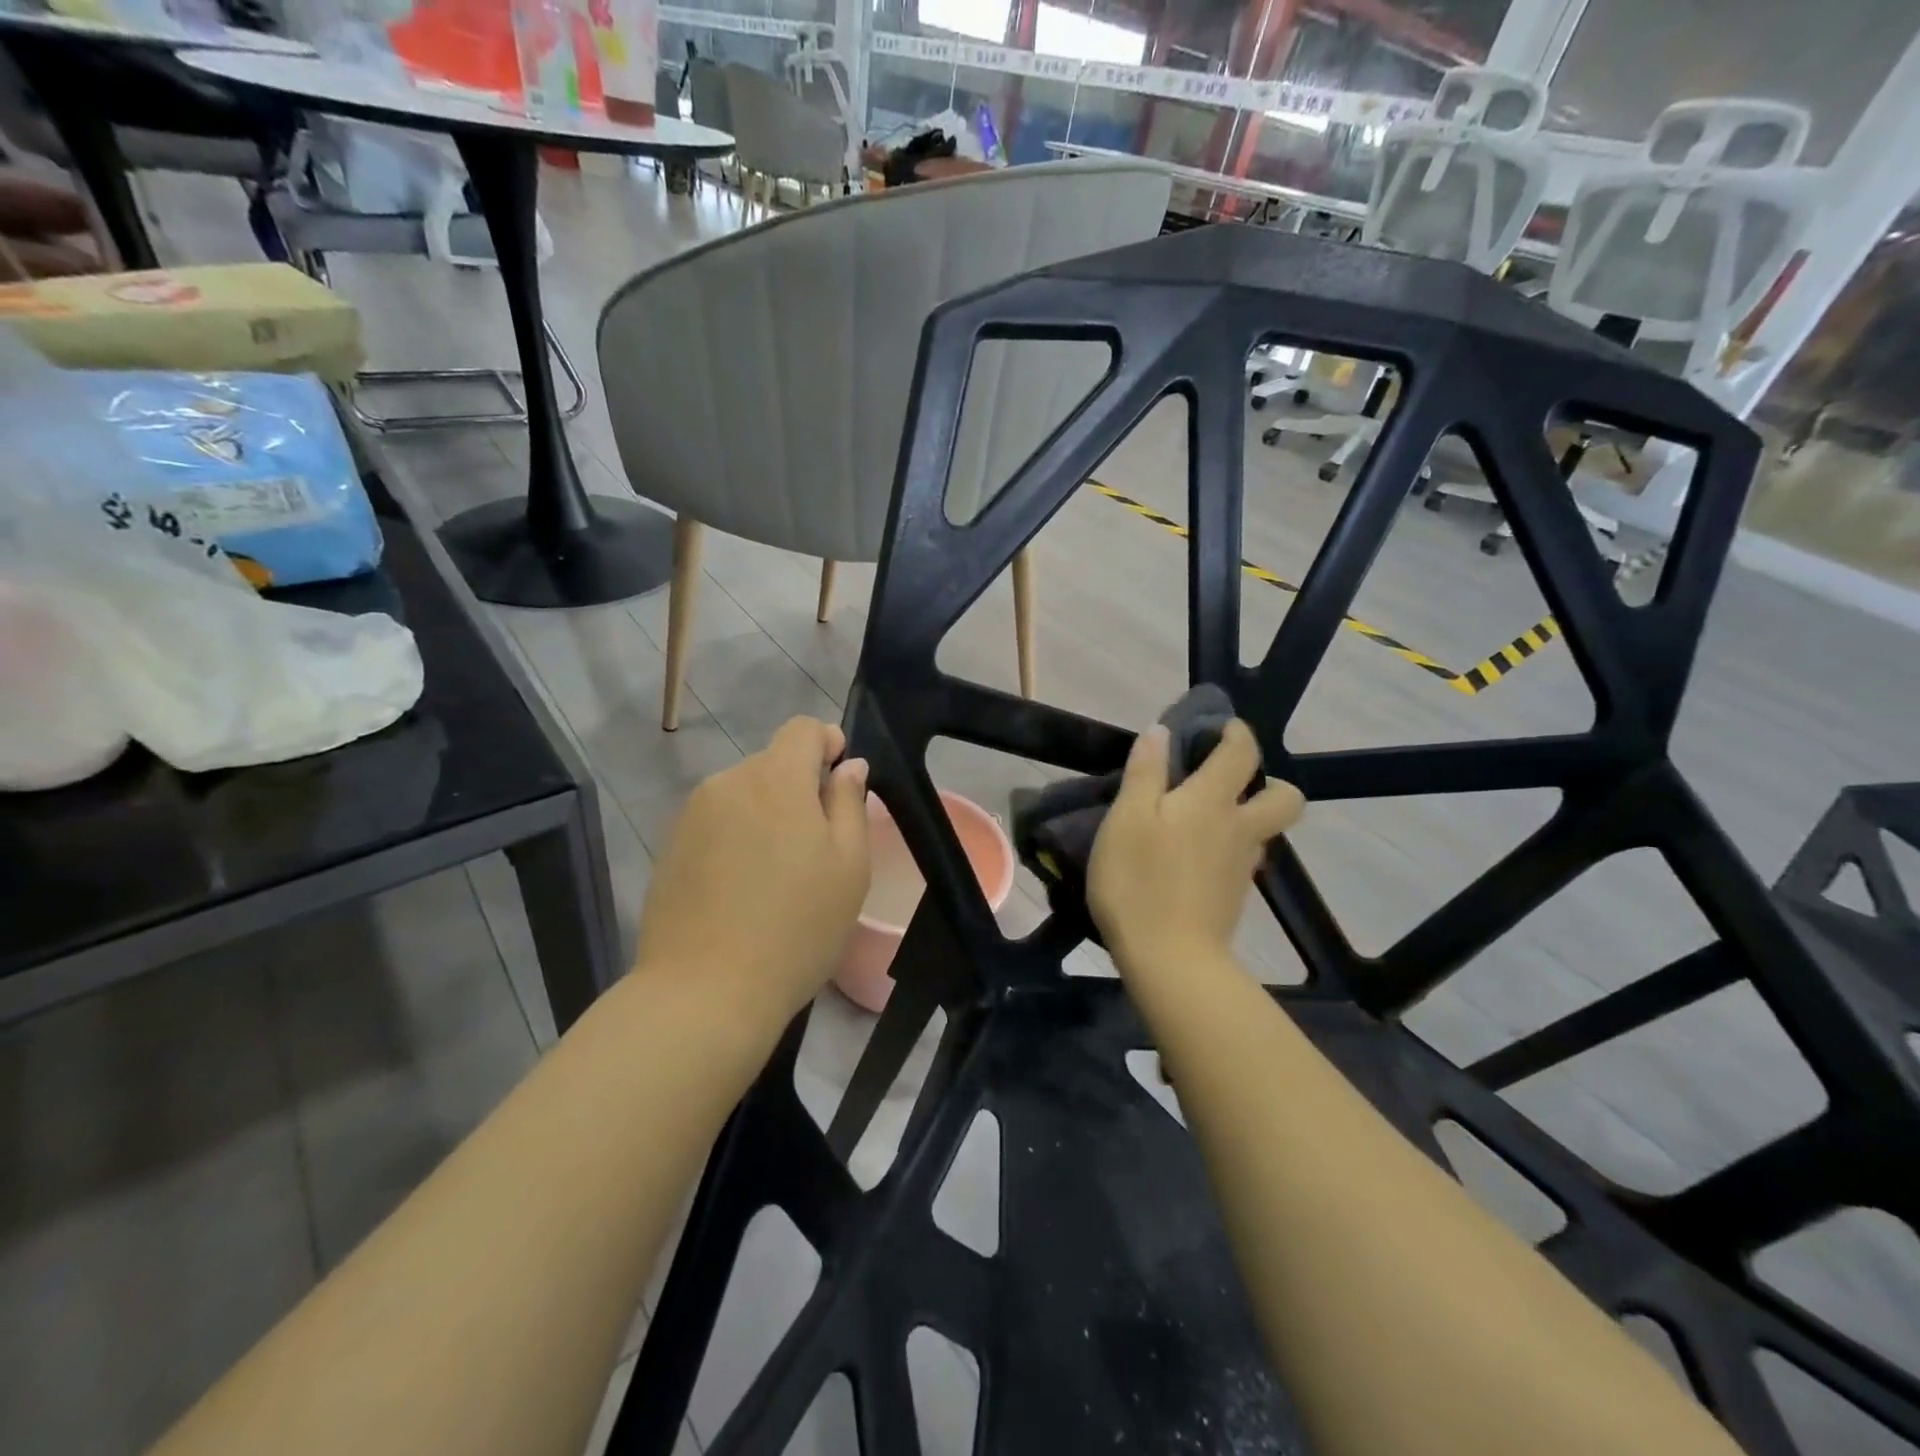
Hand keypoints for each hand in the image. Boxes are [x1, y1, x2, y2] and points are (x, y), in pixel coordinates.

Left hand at [636, 717, 869, 1019]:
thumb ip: (850, 803)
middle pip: (773, 763)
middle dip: (799, 788)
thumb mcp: (849, 866)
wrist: (704, 992)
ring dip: (766, 815)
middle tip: (816, 848)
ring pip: (744, 794)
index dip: (828, 744)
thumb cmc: (796, 928)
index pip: (802, 729)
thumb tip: (848, 765)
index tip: (839, 785)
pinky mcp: (670, 847)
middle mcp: (728, 782)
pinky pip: (717, 823)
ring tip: (776, 875)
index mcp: (776, 779)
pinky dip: (736, 838)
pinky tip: (741, 890)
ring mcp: (692, 815)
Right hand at [1088, 719, 1303, 980]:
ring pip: (1263, 831)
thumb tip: (1161, 732)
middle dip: (1267, 781)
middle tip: (1225, 783)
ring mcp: (1242, 867)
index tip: (1219, 727)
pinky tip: (1191, 861)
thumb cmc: (1139, 881)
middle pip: (1284, 797)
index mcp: (1212, 801)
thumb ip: (1144, 772)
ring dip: (1245, 817)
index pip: (1241, 752)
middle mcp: (1240, 829)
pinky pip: (1243, 859)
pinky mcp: (1235, 898)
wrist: (1170, 960)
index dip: (1235, 732)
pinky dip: (1227, 850)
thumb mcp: (1126, 818)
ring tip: (1198, 823)